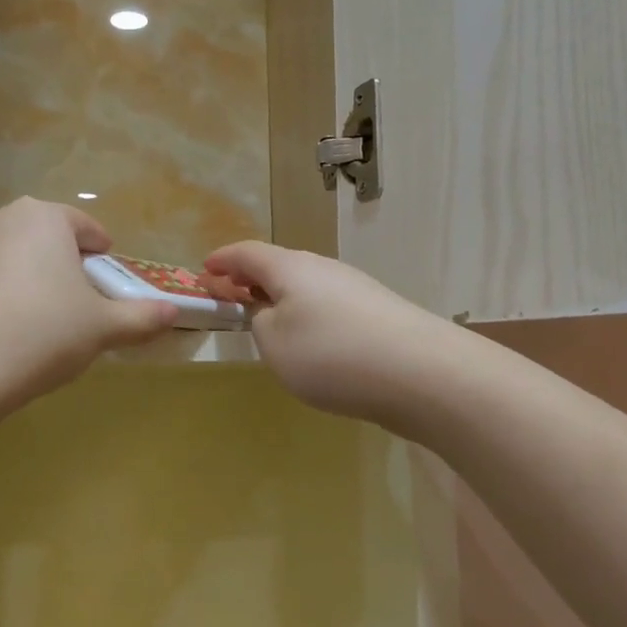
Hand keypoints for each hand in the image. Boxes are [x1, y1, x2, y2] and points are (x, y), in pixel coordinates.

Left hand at [0, 198, 177, 401]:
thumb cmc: (46, 330)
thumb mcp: (104, 326)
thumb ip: (142, 316)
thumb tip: (173, 312)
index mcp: (46, 216)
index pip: (86, 228)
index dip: (103, 256)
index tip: (110, 283)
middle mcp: (6, 218)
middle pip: (50, 239)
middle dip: (69, 266)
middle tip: (84, 304)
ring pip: (19, 256)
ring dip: (38, 278)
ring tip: (49, 320)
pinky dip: (9, 293)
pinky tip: (16, 328)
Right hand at [204, 241, 446, 426]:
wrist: (422, 373)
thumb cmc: (331, 354)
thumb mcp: (274, 344)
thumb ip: (261, 324)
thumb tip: (272, 314)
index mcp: (290, 268)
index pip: (246, 253)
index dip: (221, 261)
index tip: (203, 273)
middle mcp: (323, 269)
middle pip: (279, 266)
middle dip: (250, 280)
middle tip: (231, 299)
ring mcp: (355, 289)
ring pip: (306, 287)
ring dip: (281, 299)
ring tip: (269, 325)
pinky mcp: (378, 313)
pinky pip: (329, 306)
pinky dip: (308, 316)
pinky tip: (313, 345)